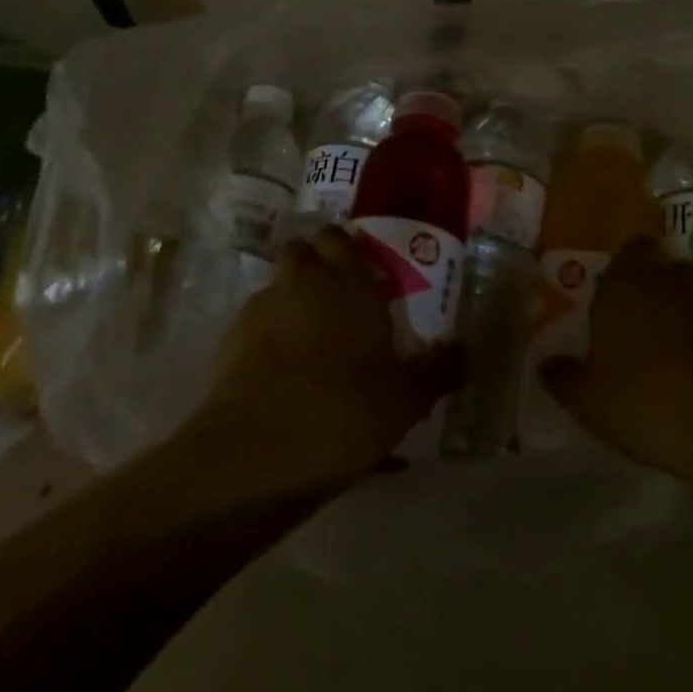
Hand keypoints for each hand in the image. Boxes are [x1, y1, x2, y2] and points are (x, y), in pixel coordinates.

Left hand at [187, 226, 462, 489]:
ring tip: (307, 345)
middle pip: (302, 251)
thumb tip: (462, 353)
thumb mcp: (404, 401)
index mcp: (348, 281)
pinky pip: (255, 325)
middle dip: (315, 267)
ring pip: (277, 287)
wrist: (255, 454)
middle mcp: (303, 280)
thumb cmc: (344, 413)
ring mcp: (261, 307)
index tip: (363, 276)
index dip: (348, 251)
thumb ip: (434, 372)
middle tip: (336, 303)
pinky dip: (266, 337)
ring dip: (290, 302)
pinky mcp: (229, 340)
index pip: (340, 237)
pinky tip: (280, 376)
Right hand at [540, 238, 692, 490]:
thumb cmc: (643, 400)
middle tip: (626, 311)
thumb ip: (563, 376)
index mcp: (623, 284)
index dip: (620, 263)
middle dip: (645, 282)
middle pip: (657, 267)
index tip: (608, 284)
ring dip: (671, 310)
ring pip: (683, 294)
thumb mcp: (587, 400)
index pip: (626, 250)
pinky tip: (684, 370)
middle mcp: (664, 282)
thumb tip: (545, 363)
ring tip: (654, 344)